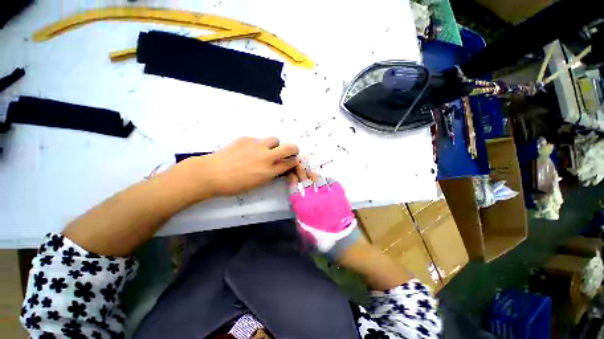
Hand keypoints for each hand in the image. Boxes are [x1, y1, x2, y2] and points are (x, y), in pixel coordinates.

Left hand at [180, 137, 298, 196]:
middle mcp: (267, 156)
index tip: (292, 160)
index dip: (293, 161)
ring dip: (274, 145)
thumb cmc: (234, 184)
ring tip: (266, 150)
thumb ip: (271, 174)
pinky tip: (247, 150)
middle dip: (293, 149)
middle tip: (289, 151)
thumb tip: (277, 167)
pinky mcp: (246, 138)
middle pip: (289, 147)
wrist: (211, 173)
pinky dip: (258, 144)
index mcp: (269, 170)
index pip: (289, 163)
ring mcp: (257, 145)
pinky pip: (258, 139)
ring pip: (274, 139)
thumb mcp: (257, 183)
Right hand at [288, 164, 357, 252]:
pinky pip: (332, 182)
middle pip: (305, 181)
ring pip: (318, 179)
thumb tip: (297, 201)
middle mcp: (314, 198)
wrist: (342, 241)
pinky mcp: (338, 195)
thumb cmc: (320, 238)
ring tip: (310, 171)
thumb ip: (298, 213)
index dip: (292, 179)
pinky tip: (325, 178)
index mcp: (304, 207)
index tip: (290, 173)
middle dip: (300, 171)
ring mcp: (327, 195)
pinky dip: (327, 179)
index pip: (294, 188)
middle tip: (298, 165)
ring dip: (313, 174)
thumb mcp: (303, 229)